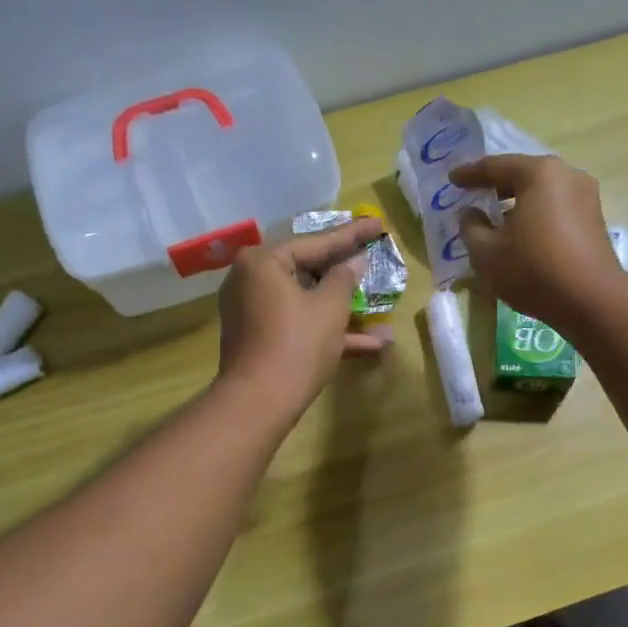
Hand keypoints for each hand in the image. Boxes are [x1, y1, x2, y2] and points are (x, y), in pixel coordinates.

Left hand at [216, 217, 389, 419]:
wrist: (258, 402)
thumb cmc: (297, 344)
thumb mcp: (330, 308)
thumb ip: (344, 278)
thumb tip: (353, 262)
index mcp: (263, 262)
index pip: (315, 242)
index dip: (352, 234)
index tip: (378, 224)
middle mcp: (250, 279)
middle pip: (306, 268)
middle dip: (343, 270)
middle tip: (370, 252)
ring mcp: (251, 310)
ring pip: (304, 299)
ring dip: (341, 307)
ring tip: (377, 301)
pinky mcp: (257, 337)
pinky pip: (296, 322)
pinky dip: (325, 330)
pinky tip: (369, 345)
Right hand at [448, 155, 623, 324]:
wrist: (591, 300)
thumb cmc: (533, 270)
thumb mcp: (487, 252)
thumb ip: (471, 227)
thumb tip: (470, 214)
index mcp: (539, 174)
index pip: (495, 166)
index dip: (469, 174)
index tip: (452, 180)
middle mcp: (567, 175)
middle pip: (522, 175)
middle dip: (496, 186)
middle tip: (472, 194)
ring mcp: (586, 196)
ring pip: (542, 192)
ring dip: (517, 202)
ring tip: (495, 217)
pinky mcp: (595, 219)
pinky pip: (556, 208)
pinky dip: (535, 214)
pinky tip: (521, 233)